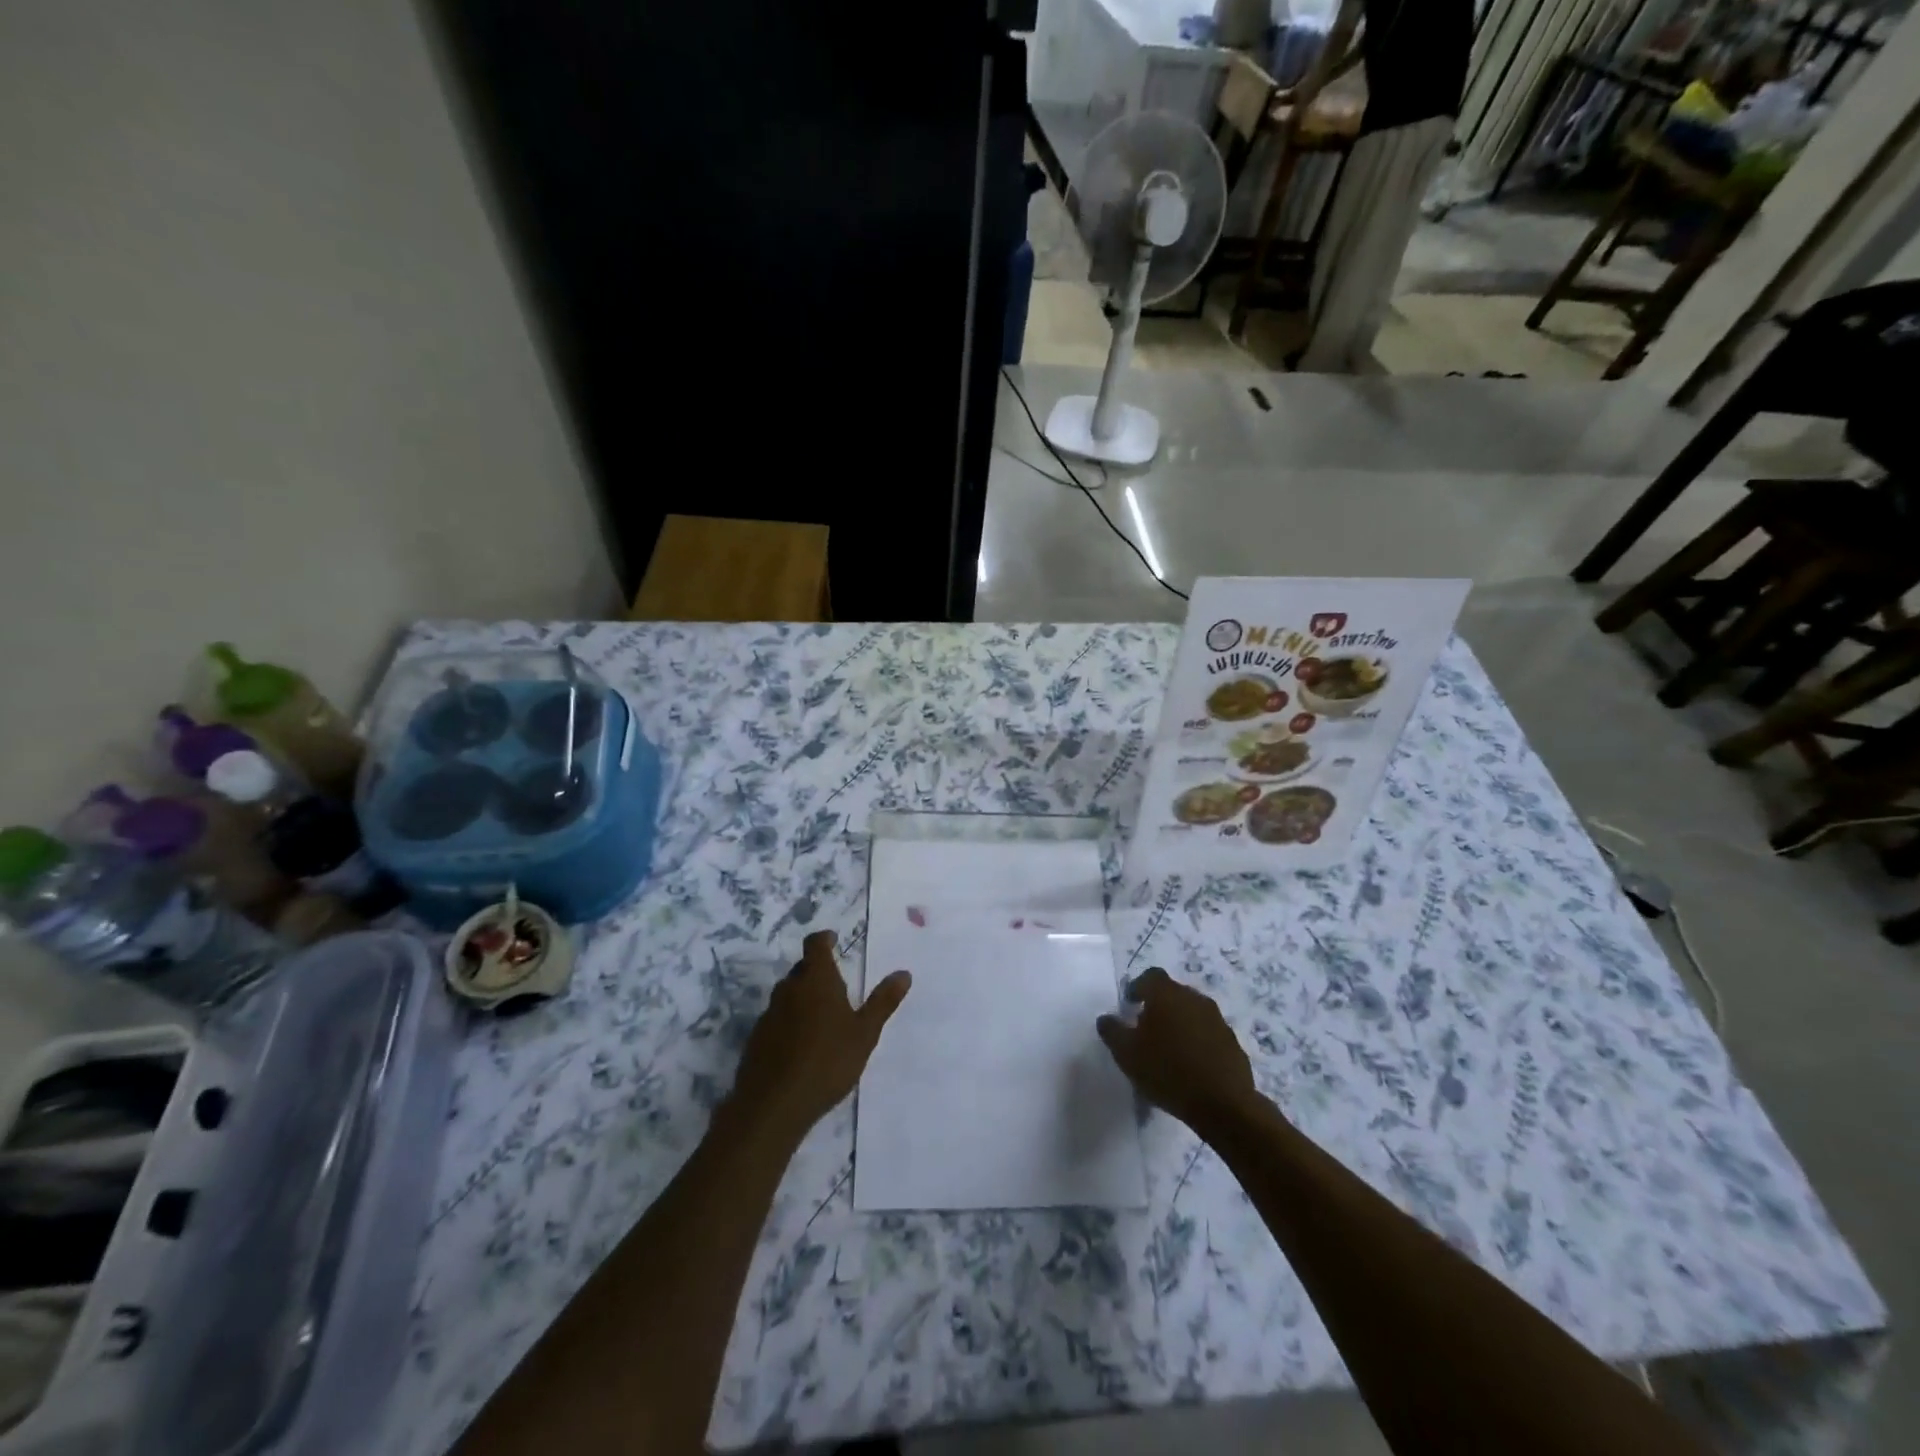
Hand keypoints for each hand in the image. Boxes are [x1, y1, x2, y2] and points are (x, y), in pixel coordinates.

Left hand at [726, 930, 910, 1143]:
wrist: (773, 1105)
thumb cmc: (827, 1061)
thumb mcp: (864, 1033)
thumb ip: (883, 1002)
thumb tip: (904, 973)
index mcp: (816, 980)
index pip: (815, 944)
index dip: (824, 939)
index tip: (834, 940)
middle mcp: (789, 989)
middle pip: (802, 969)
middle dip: (817, 972)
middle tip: (837, 986)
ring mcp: (769, 1013)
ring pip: (788, 994)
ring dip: (803, 997)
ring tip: (823, 1017)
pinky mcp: (757, 1038)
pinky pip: (777, 1018)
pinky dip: (790, 1021)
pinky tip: (802, 1044)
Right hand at [1097, 968, 1258, 1133]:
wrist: (1224, 1105)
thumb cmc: (1167, 1071)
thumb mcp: (1127, 1054)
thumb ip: (1112, 1031)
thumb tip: (1106, 1018)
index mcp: (1166, 994)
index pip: (1149, 976)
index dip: (1137, 988)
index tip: (1129, 1007)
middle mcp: (1194, 998)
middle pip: (1172, 993)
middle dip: (1158, 1007)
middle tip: (1146, 1031)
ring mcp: (1217, 1019)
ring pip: (1192, 1013)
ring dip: (1179, 1024)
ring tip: (1168, 1051)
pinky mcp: (1233, 1042)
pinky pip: (1208, 1034)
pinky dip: (1197, 1042)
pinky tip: (1191, 1066)